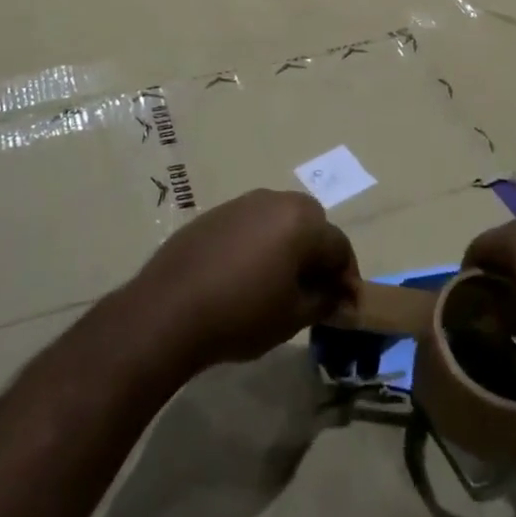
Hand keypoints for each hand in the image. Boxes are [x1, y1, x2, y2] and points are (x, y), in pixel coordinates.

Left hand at [132, 190, 357, 372]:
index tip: (345, 303)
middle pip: (311, 222)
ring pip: (279, 219)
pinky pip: (250, 224)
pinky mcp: (215, 214)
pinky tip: (244, 274)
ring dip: (287, 243)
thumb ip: (324, 300)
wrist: (169, 309)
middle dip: (318, 252)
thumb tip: (339, 294)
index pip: (339, 245)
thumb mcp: (293, 316)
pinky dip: (258, 242)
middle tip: (313, 288)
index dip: (347, 276)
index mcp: (301, 221)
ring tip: (278, 280)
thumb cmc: (242, 313)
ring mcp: (242, 203)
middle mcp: (275, 200)